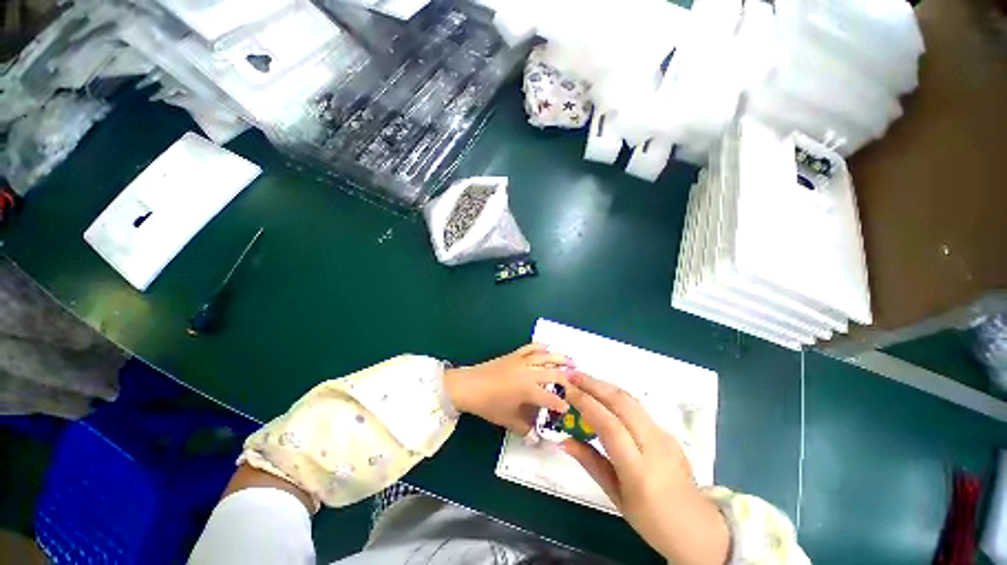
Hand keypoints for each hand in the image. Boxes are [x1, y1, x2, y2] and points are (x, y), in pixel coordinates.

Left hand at [444, 344, 571, 433]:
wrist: (468, 386)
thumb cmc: (488, 404)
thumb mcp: (507, 419)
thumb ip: (525, 429)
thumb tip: (536, 438)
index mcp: (528, 389)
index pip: (551, 397)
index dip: (562, 404)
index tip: (569, 408)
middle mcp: (528, 372)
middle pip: (553, 373)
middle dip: (568, 378)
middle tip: (578, 382)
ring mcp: (522, 361)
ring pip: (545, 356)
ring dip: (560, 358)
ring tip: (572, 360)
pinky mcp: (514, 354)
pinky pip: (530, 348)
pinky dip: (540, 346)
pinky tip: (547, 346)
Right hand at [561, 373, 729, 564]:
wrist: (699, 528)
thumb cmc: (651, 520)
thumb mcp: (615, 496)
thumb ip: (590, 462)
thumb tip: (563, 439)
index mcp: (638, 470)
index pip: (609, 425)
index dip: (586, 403)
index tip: (566, 391)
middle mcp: (654, 445)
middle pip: (622, 403)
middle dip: (594, 384)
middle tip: (571, 376)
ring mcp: (664, 435)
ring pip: (631, 399)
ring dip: (604, 385)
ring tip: (582, 379)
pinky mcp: (668, 431)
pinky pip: (637, 407)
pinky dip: (616, 395)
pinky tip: (603, 395)